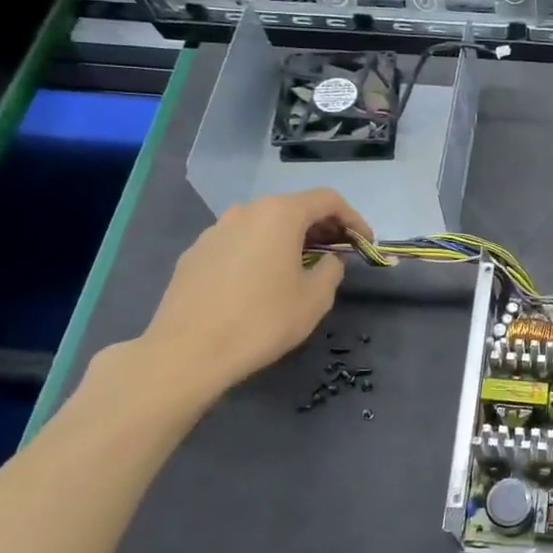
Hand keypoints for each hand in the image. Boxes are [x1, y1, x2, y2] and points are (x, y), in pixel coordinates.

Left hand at [135, 188, 369, 401]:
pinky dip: (260, 251)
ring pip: (264, 224)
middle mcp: (246, 211)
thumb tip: (328, 260)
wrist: (187, 351)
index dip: (354, 219)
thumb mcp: (315, 298)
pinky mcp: (195, 253)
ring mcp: (215, 230)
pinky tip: (262, 282)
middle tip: (339, 253)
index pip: (328, 200)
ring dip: (290, 239)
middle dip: (322, 227)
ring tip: (302, 267)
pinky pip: (239, 242)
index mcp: (280, 214)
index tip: (365, 243)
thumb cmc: (262, 320)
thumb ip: (332, 270)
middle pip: (294, 208)